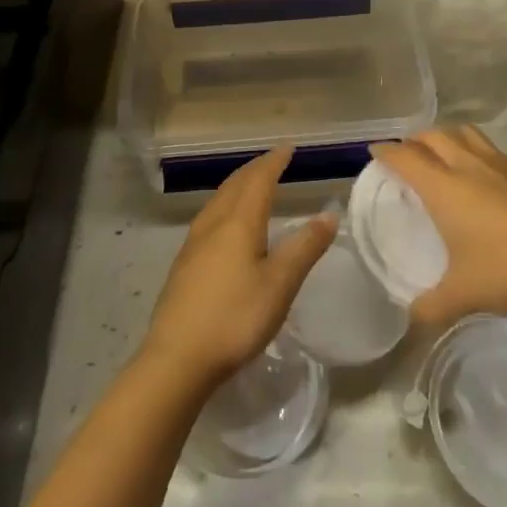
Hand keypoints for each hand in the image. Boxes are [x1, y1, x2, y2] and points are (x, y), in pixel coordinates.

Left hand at [141, 148, 336, 389]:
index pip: (259, 180)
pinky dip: (226, 205)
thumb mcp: (279, 285)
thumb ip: (305, 248)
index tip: (288, 148)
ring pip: (219, 200)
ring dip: (238, 185)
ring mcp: (194, 243)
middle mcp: (214, 223)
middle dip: (256, 169)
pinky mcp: (184, 264)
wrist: (176, 359)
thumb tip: (329, 214)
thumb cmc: (235, 318)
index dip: (274, 162)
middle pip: (235, 185)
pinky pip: (209, 217)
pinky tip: (226, 225)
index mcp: (239, 222)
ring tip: (252, 185)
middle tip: (273, 161)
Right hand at [374, 126, 506, 326]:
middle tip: (408, 155)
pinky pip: (491, 149)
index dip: (387, 151)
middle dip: (415, 140)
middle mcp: (468, 165)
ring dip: (447, 138)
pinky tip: (486, 177)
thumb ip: (432, 306)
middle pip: (433, 135)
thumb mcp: (465, 294)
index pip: (405, 157)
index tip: (376, 152)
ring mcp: (500, 162)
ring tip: (443, 155)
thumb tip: (411, 320)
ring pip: (464, 134)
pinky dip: (477, 153)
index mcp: (444, 187)